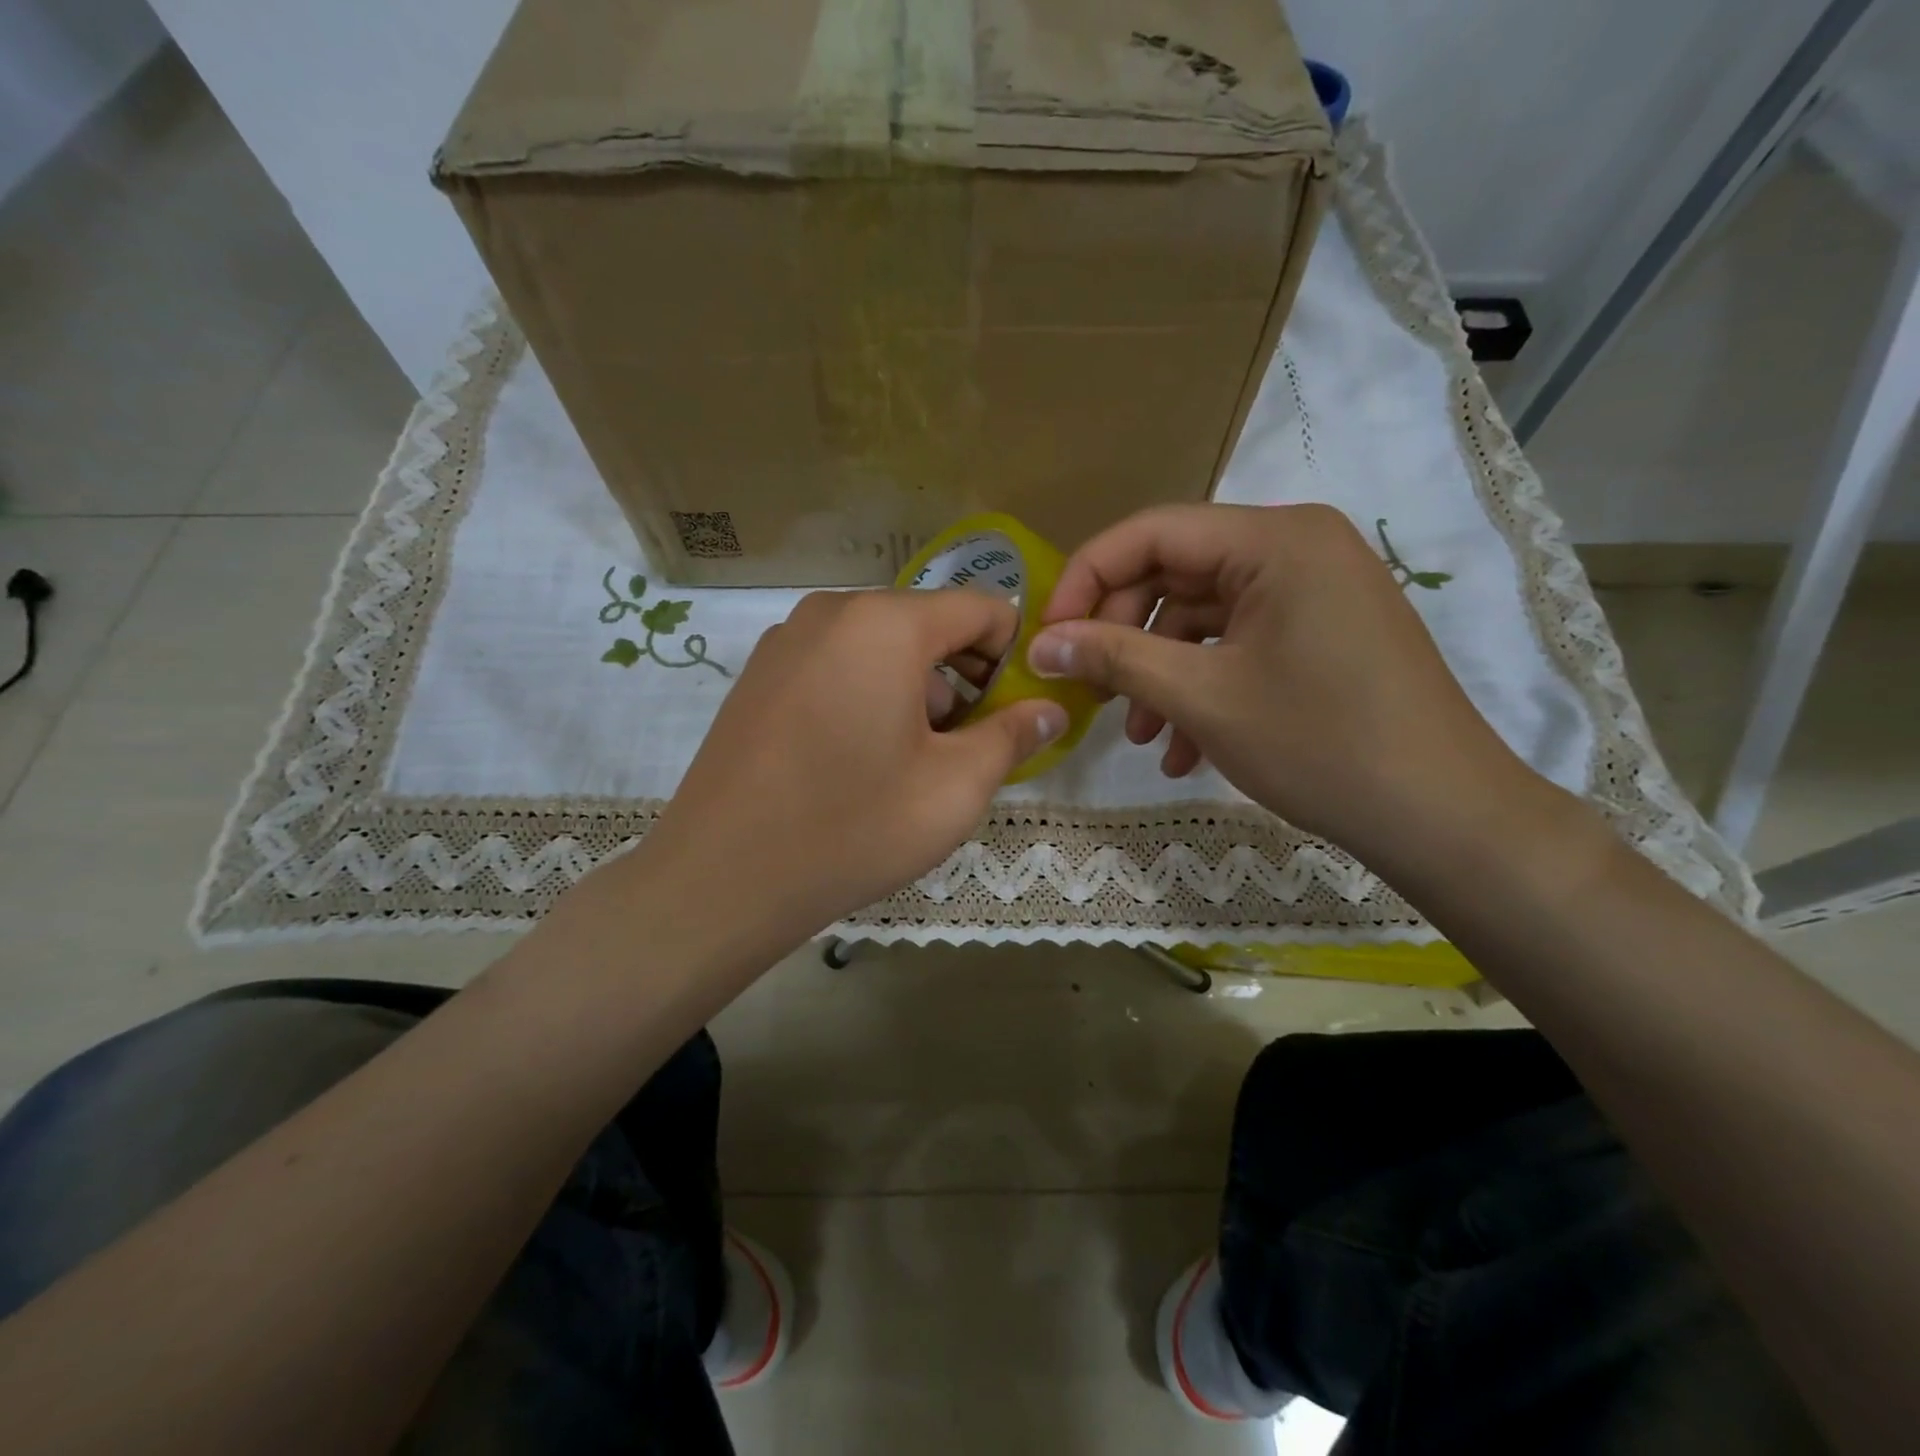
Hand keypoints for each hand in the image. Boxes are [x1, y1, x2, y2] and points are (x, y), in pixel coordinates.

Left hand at [637, 589, 1067, 956]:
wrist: (721, 878)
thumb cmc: (853, 827)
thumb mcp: (954, 788)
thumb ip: (1012, 736)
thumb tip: (1051, 709)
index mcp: (887, 623)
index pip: (982, 609)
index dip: (1015, 656)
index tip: (1018, 711)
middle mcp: (832, 612)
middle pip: (929, 625)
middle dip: (963, 678)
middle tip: (970, 747)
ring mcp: (786, 640)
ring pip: (881, 647)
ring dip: (915, 690)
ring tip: (914, 762)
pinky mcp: (758, 675)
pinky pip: (837, 665)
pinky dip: (868, 694)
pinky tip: (858, 759)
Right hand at [1025, 503, 1545, 863]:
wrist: (1443, 816)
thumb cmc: (1320, 744)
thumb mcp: (1202, 697)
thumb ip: (1114, 658)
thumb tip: (1039, 645)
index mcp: (1274, 539)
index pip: (1150, 533)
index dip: (1085, 580)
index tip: (1046, 637)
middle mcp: (1296, 547)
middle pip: (1174, 574)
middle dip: (1125, 637)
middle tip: (1090, 691)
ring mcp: (1313, 590)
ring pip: (1203, 617)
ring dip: (1160, 672)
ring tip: (1142, 737)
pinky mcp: (1321, 630)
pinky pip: (1239, 643)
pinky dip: (1203, 686)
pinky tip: (1185, 748)